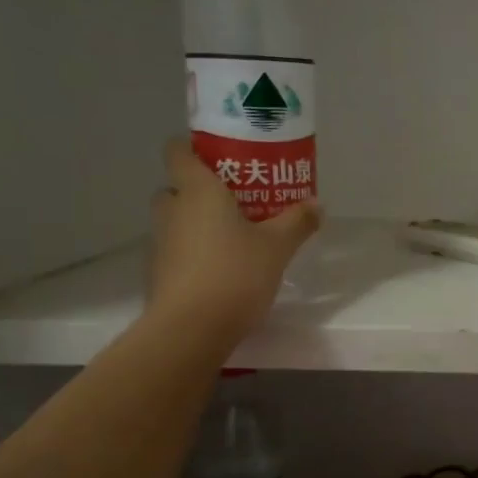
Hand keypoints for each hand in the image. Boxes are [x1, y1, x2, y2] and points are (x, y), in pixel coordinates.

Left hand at [147, 139, 320, 347]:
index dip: (194, 148)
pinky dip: (195, 252)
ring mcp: (161, 242)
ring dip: (198, 223)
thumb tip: (318, 204)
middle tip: (236, 202)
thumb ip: (297, 222)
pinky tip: (223, 269)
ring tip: (234, 237)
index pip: (178, 151)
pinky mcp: (159, 272)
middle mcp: (172, 209)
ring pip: (177, 220)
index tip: (221, 158)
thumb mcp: (277, 247)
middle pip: (177, 187)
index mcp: (197, 190)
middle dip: (201, 191)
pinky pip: (178, 249)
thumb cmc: (235, 273)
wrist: (191, 329)